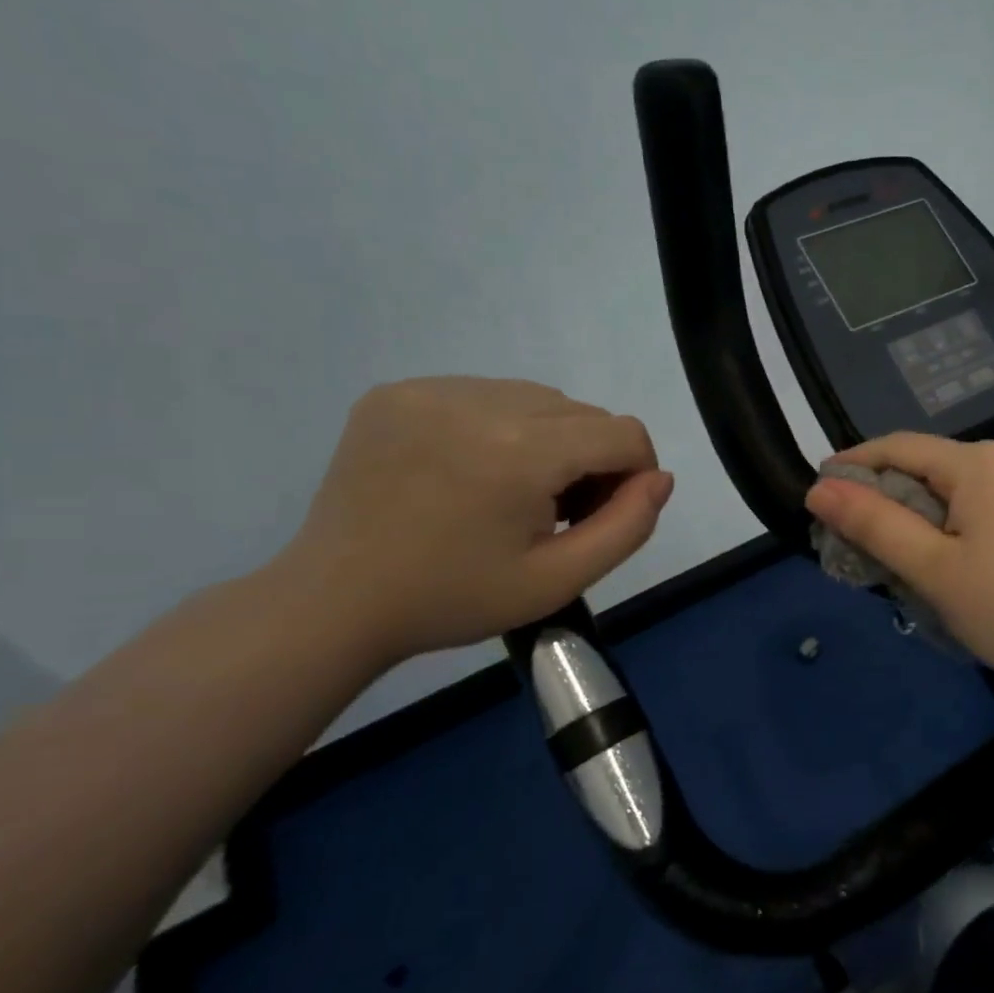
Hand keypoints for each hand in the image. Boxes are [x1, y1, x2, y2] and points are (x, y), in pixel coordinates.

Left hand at [276, 377, 671, 666]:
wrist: (333, 603)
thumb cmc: (453, 599)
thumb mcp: (558, 580)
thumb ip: (628, 527)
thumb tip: (660, 478)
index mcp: (521, 450)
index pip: (623, 433)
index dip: (634, 472)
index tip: (604, 513)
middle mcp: (480, 400)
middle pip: (583, 413)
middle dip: (591, 458)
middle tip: (556, 513)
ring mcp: (432, 389)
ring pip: (537, 398)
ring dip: (548, 438)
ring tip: (511, 490)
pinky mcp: (398, 391)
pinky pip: (485, 393)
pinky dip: (498, 426)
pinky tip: (468, 470)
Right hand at [805, 434, 993, 697]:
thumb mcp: (934, 570)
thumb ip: (874, 525)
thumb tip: (820, 488)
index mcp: (979, 462)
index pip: (898, 447)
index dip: (854, 465)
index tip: (819, 491)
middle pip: (931, 469)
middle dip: (889, 500)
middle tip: (855, 541)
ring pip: (962, 492)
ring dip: (925, 517)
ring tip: (902, 560)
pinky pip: (991, 508)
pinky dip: (960, 527)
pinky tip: (957, 564)